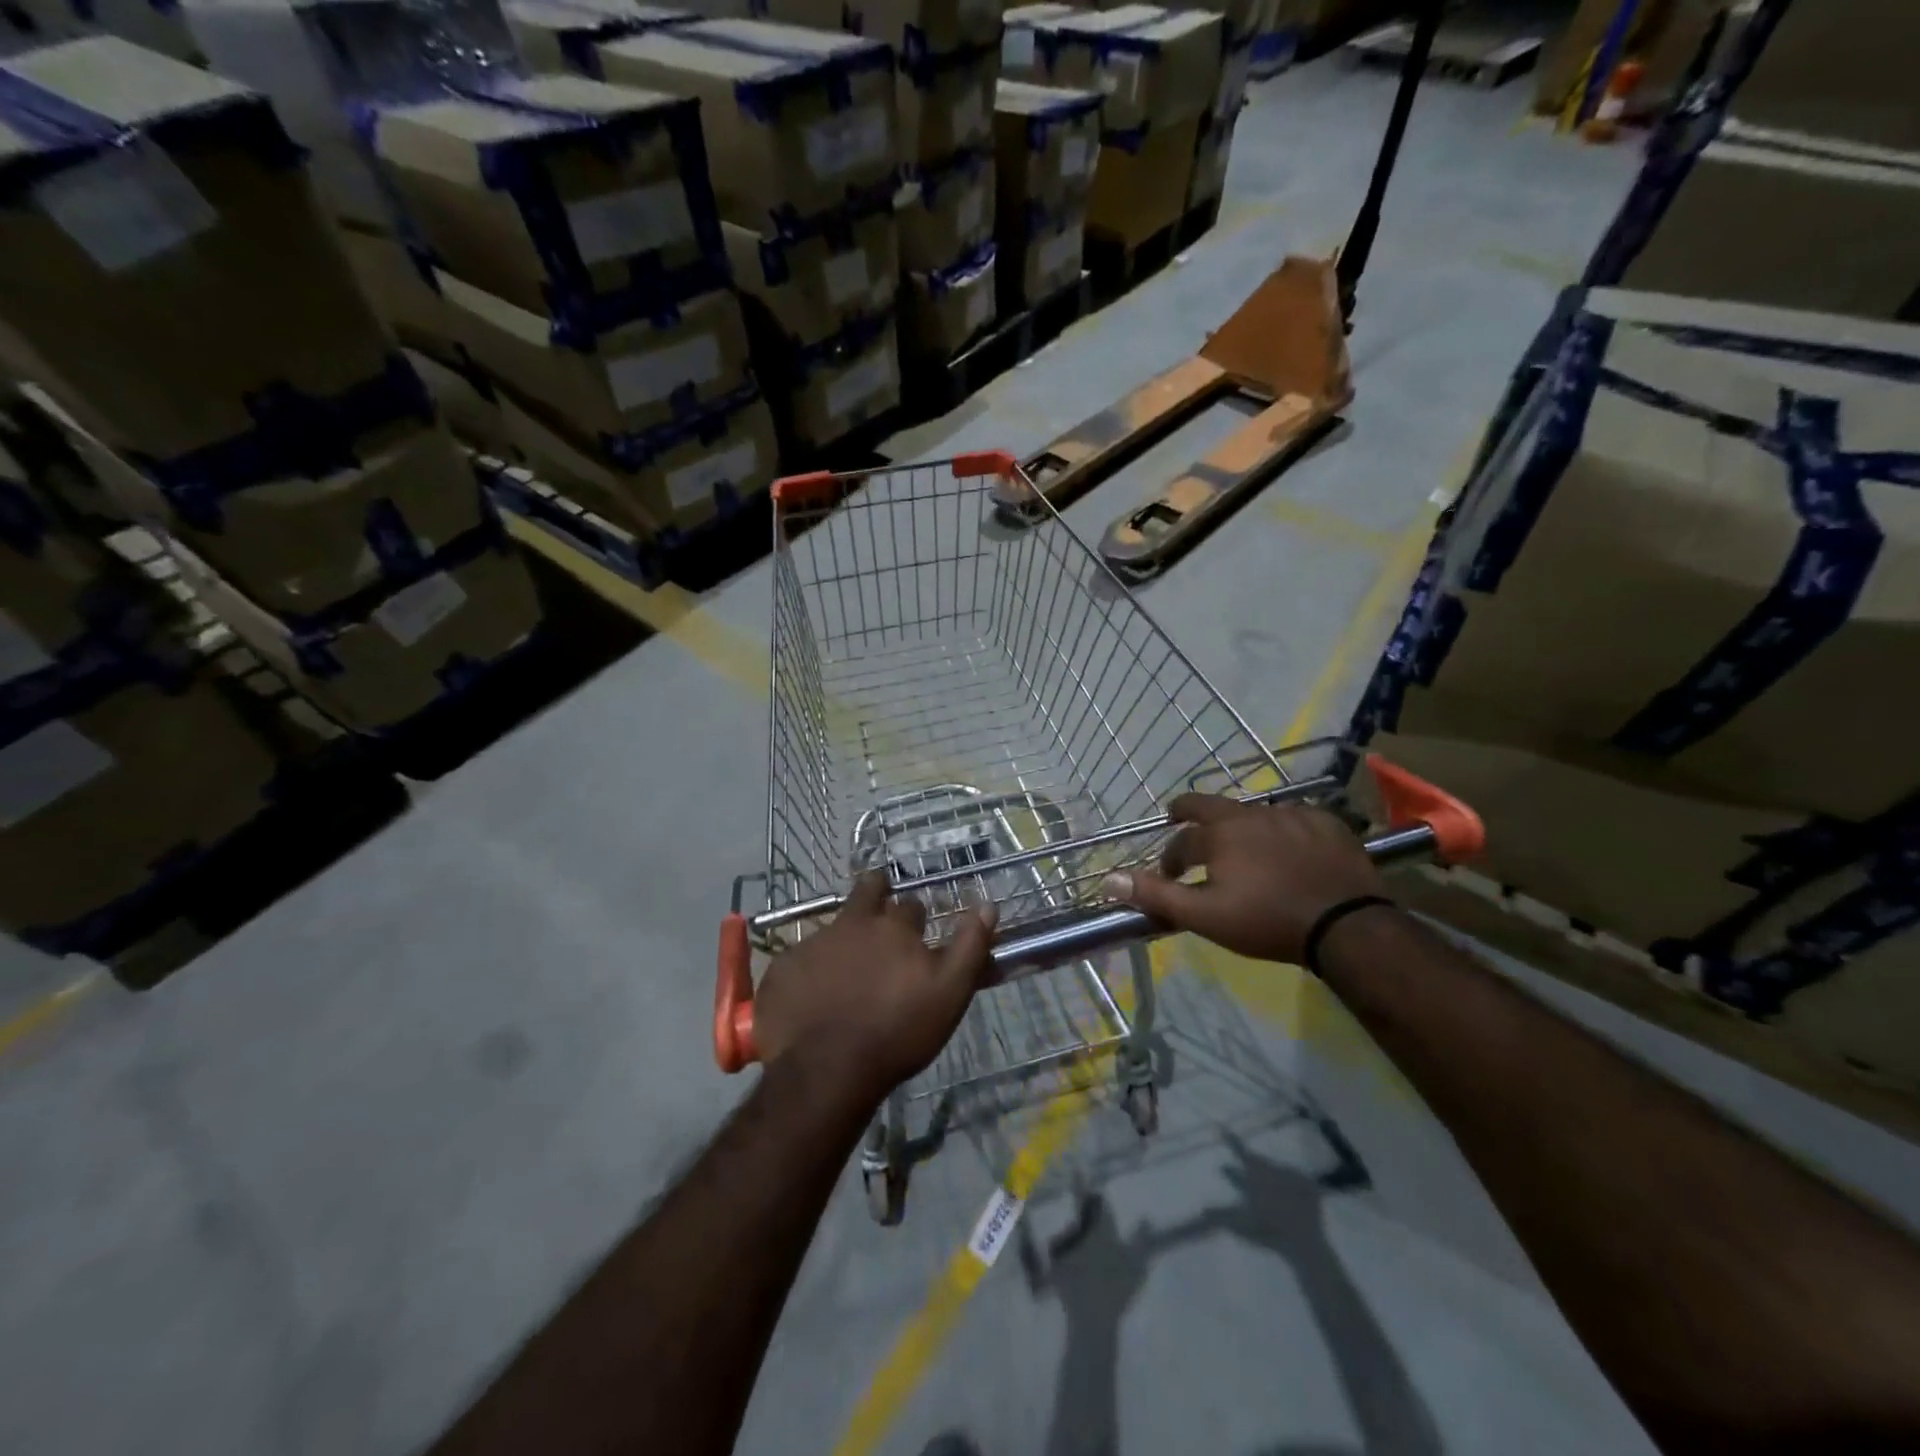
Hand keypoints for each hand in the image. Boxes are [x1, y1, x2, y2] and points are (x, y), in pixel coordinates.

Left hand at [752, 872, 996, 1104]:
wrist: (826, 1071)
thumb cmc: (897, 1032)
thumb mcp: (950, 993)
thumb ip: (970, 946)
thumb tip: (988, 905)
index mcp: (893, 926)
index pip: (911, 906)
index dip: (915, 918)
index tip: (917, 932)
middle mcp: (851, 923)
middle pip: (866, 890)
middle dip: (875, 892)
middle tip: (877, 911)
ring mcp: (812, 943)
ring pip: (832, 928)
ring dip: (842, 940)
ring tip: (844, 972)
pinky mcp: (782, 968)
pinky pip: (799, 960)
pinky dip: (809, 971)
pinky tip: (811, 998)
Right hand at [1102, 795, 1385, 963]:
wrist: (1346, 925)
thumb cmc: (1267, 920)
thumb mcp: (1205, 915)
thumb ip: (1156, 895)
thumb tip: (1107, 879)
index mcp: (1220, 833)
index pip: (1181, 841)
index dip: (1170, 858)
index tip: (1170, 877)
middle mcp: (1251, 814)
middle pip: (1211, 806)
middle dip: (1190, 813)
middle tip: (1181, 820)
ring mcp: (1292, 815)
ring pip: (1253, 814)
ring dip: (1239, 828)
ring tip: (1243, 849)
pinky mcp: (1327, 824)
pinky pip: (1294, 820)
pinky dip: (1282, 832)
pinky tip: (1290, 851)